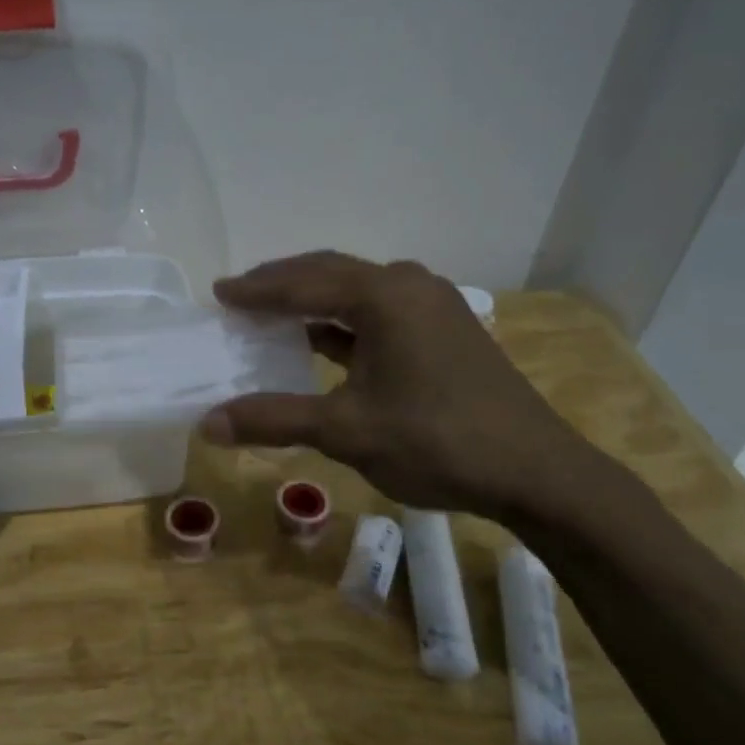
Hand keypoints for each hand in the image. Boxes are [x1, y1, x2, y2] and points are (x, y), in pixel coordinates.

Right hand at [200, 251, 601, 522]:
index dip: (256, 290)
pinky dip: (342, 321)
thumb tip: (208, 424)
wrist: (536, 471)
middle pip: (330, 273)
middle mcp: (408, 285)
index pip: (303, 283)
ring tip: (272, 311)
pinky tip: (322, 339)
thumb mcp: (346, 431)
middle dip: (282, 283)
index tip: (219, 292)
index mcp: (383, 296)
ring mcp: (432, 305)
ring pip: (357, 290)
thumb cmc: (437, 442)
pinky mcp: (444, 329)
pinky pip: (379, 311)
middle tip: (240, 295)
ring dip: (313, 299)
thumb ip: (275, 419)